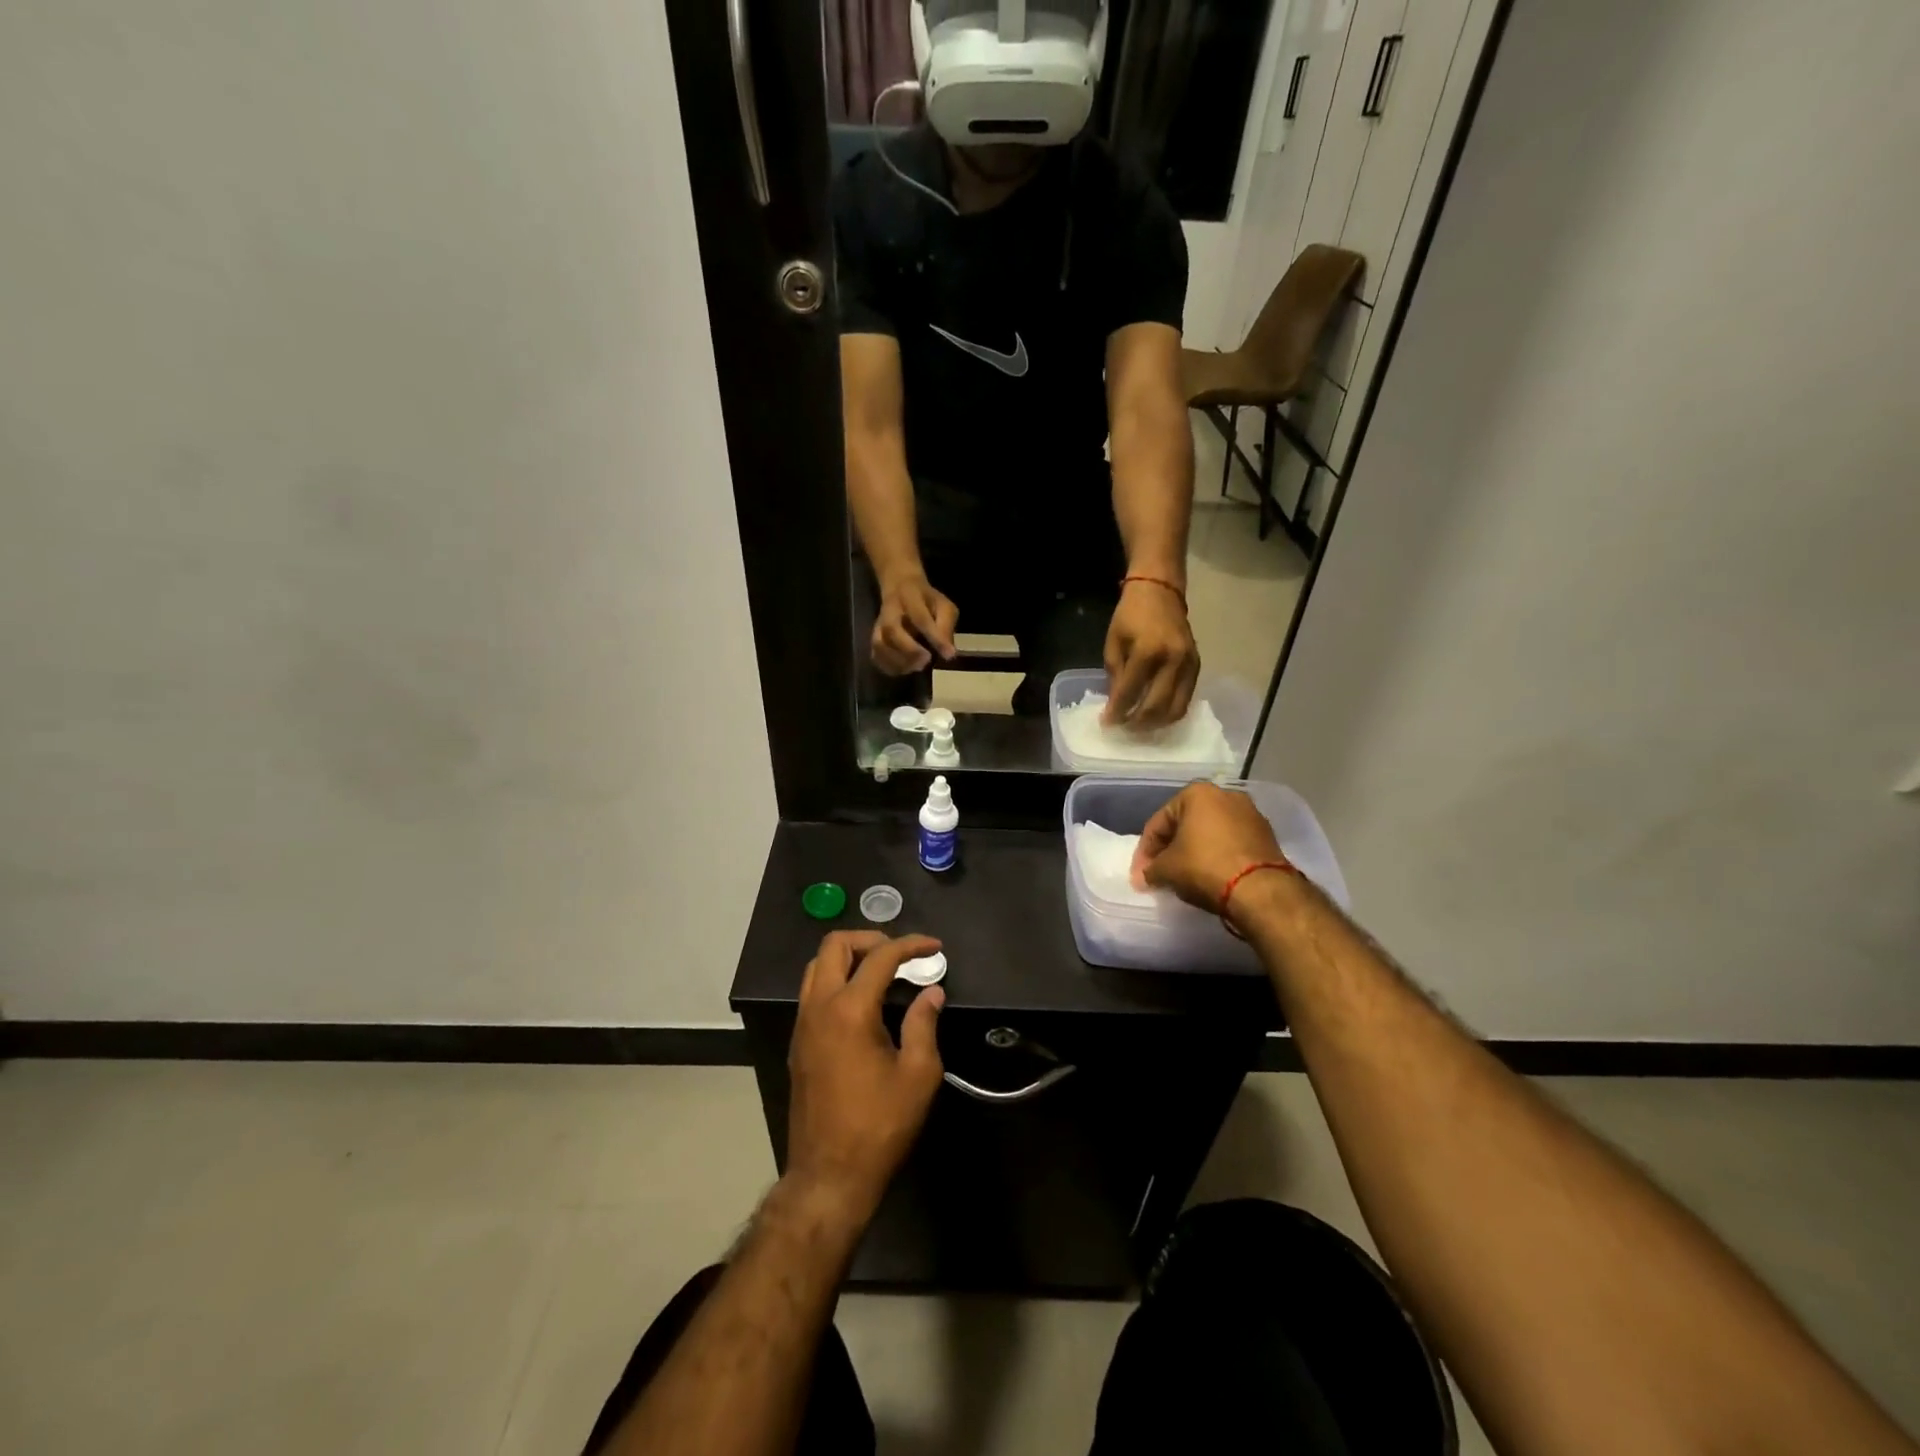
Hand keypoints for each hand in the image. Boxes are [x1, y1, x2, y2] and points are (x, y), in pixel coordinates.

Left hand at [786, 931, 946, 1224]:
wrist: (829, 1176)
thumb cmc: (880, 1126)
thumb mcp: (918, 1075)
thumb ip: (925, 1024)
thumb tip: (931, 992)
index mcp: (850, 1010)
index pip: (880, 957)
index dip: (910, 944)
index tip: (934, 947)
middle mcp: (819, 1007)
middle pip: (835, 945)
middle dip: (870, 939)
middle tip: (900, 954)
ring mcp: (803, 1024)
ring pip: (817, 966)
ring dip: (849, 957)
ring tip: (883, 972)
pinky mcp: (798, 1043)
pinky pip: (813, 991)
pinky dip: (837, 979)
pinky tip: (864, 1002)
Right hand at [871, 573, 958, 674]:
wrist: (899, 586)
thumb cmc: (927, 600)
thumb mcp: (944, 606)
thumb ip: (946, 626)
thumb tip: (948, 654)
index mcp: (910, 597)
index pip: (921, 618)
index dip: (934, 637)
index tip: (948, 655)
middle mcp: (890, 610)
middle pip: (892, 630)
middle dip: (909, 650)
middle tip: (926, 661)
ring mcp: (878, 624)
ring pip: (880, 644)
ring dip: (898, 661)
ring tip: (917, 667)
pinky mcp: (874, 637)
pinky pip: (876, 655)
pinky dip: (890, 667)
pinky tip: (905, 669)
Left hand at [1103, 580, 1198, 727]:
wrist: (1160, 592)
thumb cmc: (1131, 615)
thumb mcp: (1113, 642)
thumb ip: (1115, 675)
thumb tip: (1116, 705)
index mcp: (1147, 651)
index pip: (1130, 692)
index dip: (1117, 712)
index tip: (1106, 723)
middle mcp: (1173, 660)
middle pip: (1156, 707)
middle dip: (1137, 723)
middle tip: (1123, 728)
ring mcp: (1189, 665)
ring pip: (1176, 709)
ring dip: (1156, 723)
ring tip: (1139, 726)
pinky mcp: (1197, 667)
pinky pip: (1186, 699)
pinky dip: (1170, 712)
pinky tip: (1155, 714)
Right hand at [1131, 781, 1285, 912]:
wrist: (1261, 890)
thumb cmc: (1205, 867)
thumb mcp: (1166, 870)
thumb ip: (1150, 869)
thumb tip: (1145, 877)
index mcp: (1197, 793)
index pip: (1159, 822)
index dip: (1145, 851)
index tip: (1141, 874)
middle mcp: (1225, 795)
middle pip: (1186, 824)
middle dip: (1171, 848)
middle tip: (1160, 873)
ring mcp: (1250, 814)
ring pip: (1210, 833)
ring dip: (1195, 851)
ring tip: (1185, 876)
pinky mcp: (1267, 836)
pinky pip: (1231, 843)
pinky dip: (1217, 856)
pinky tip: (1211, 875)